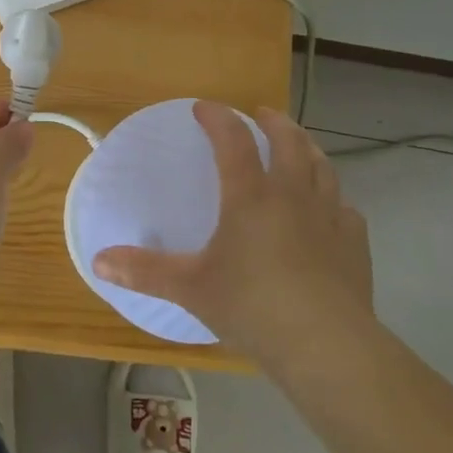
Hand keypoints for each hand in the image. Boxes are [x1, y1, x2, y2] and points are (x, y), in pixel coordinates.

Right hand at [92, 99, 373, 362]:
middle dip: (274, 122)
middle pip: (288, 141)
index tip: (203, 108)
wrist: (326, 344)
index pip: (233, 140)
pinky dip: (335, 199)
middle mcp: (292, 194)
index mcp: (250, 196)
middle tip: (262, 114)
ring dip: (308, 148)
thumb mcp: (191, 288)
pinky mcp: (354, 243)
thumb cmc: (252, 307)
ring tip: (300, 145)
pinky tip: (332, 209)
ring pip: (322, 167)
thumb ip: (145, 271)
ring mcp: (329, 216)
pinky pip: (346, 208)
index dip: (218, 118)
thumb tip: (98, 260)